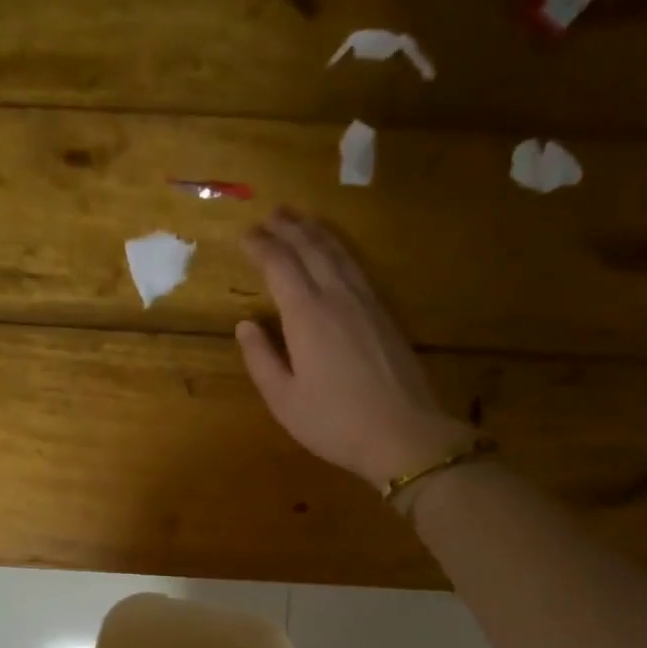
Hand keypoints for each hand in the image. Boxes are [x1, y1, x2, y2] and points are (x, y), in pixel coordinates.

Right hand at [237, 207, 475, 485]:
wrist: (402, 433)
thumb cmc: (334, 423)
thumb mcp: (284, 400)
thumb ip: (261, 359)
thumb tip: (246, 325)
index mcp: (306, 315)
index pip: (280, 265)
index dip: (260, 247)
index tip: (244, 236)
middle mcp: (337, 297)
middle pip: (311, 248)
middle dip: (288, 228)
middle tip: (271, 214)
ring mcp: (366, 302)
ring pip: (339, 253)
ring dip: (316, 232)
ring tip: (300, 220)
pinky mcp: (385, 314)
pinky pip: (357, 267)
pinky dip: (339, 250)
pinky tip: (336, 255)